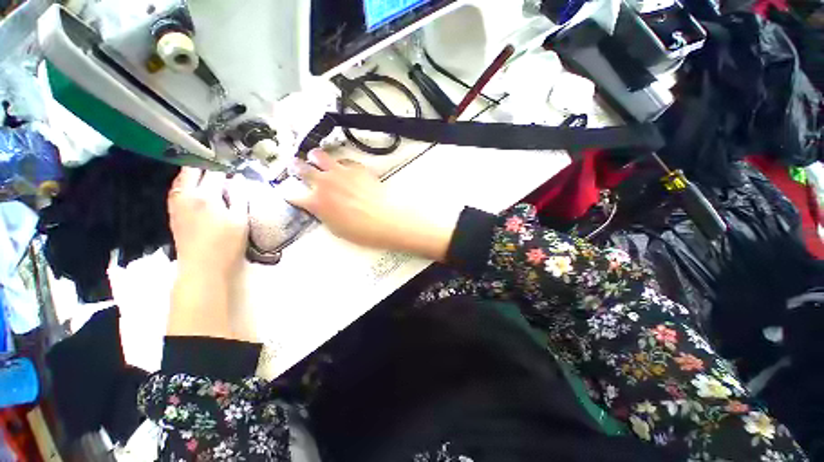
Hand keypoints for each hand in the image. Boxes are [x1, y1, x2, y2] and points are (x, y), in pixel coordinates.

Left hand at [168, 167, 248, 280]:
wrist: (202, 268)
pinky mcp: (173, 212)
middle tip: (222, 168)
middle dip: (207, 165)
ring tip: (210, 175)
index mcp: (206, 196)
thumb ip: (240, 196)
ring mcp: (176, 203)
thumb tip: (238, 178)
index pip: (215, 172)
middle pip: (192, 170)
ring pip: (182, 178)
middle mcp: (186, 195)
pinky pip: (178, 189)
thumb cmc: (227, 244)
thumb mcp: (241, 220)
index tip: (236, 167)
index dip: (226, 167)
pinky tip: (198, 189)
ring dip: (195, 173)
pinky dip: (187, 183)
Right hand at [284, 150, 455, 260]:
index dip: (289, 194)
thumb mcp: (335, 229)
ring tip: (316, 158)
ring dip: (315, 157)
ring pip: (320, 156)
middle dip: (295, 167)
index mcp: (316, 202)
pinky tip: (346, 168)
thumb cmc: (361, 232)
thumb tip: (319, 207)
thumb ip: (323, 214)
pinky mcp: (357, 168)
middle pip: (301, 168)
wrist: (386, 221)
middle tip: (295, 165)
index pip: (293, 195)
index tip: (289, 193)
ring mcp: (341, 172)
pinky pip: (345, 161)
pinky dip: (342, 164)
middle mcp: (324, 183)